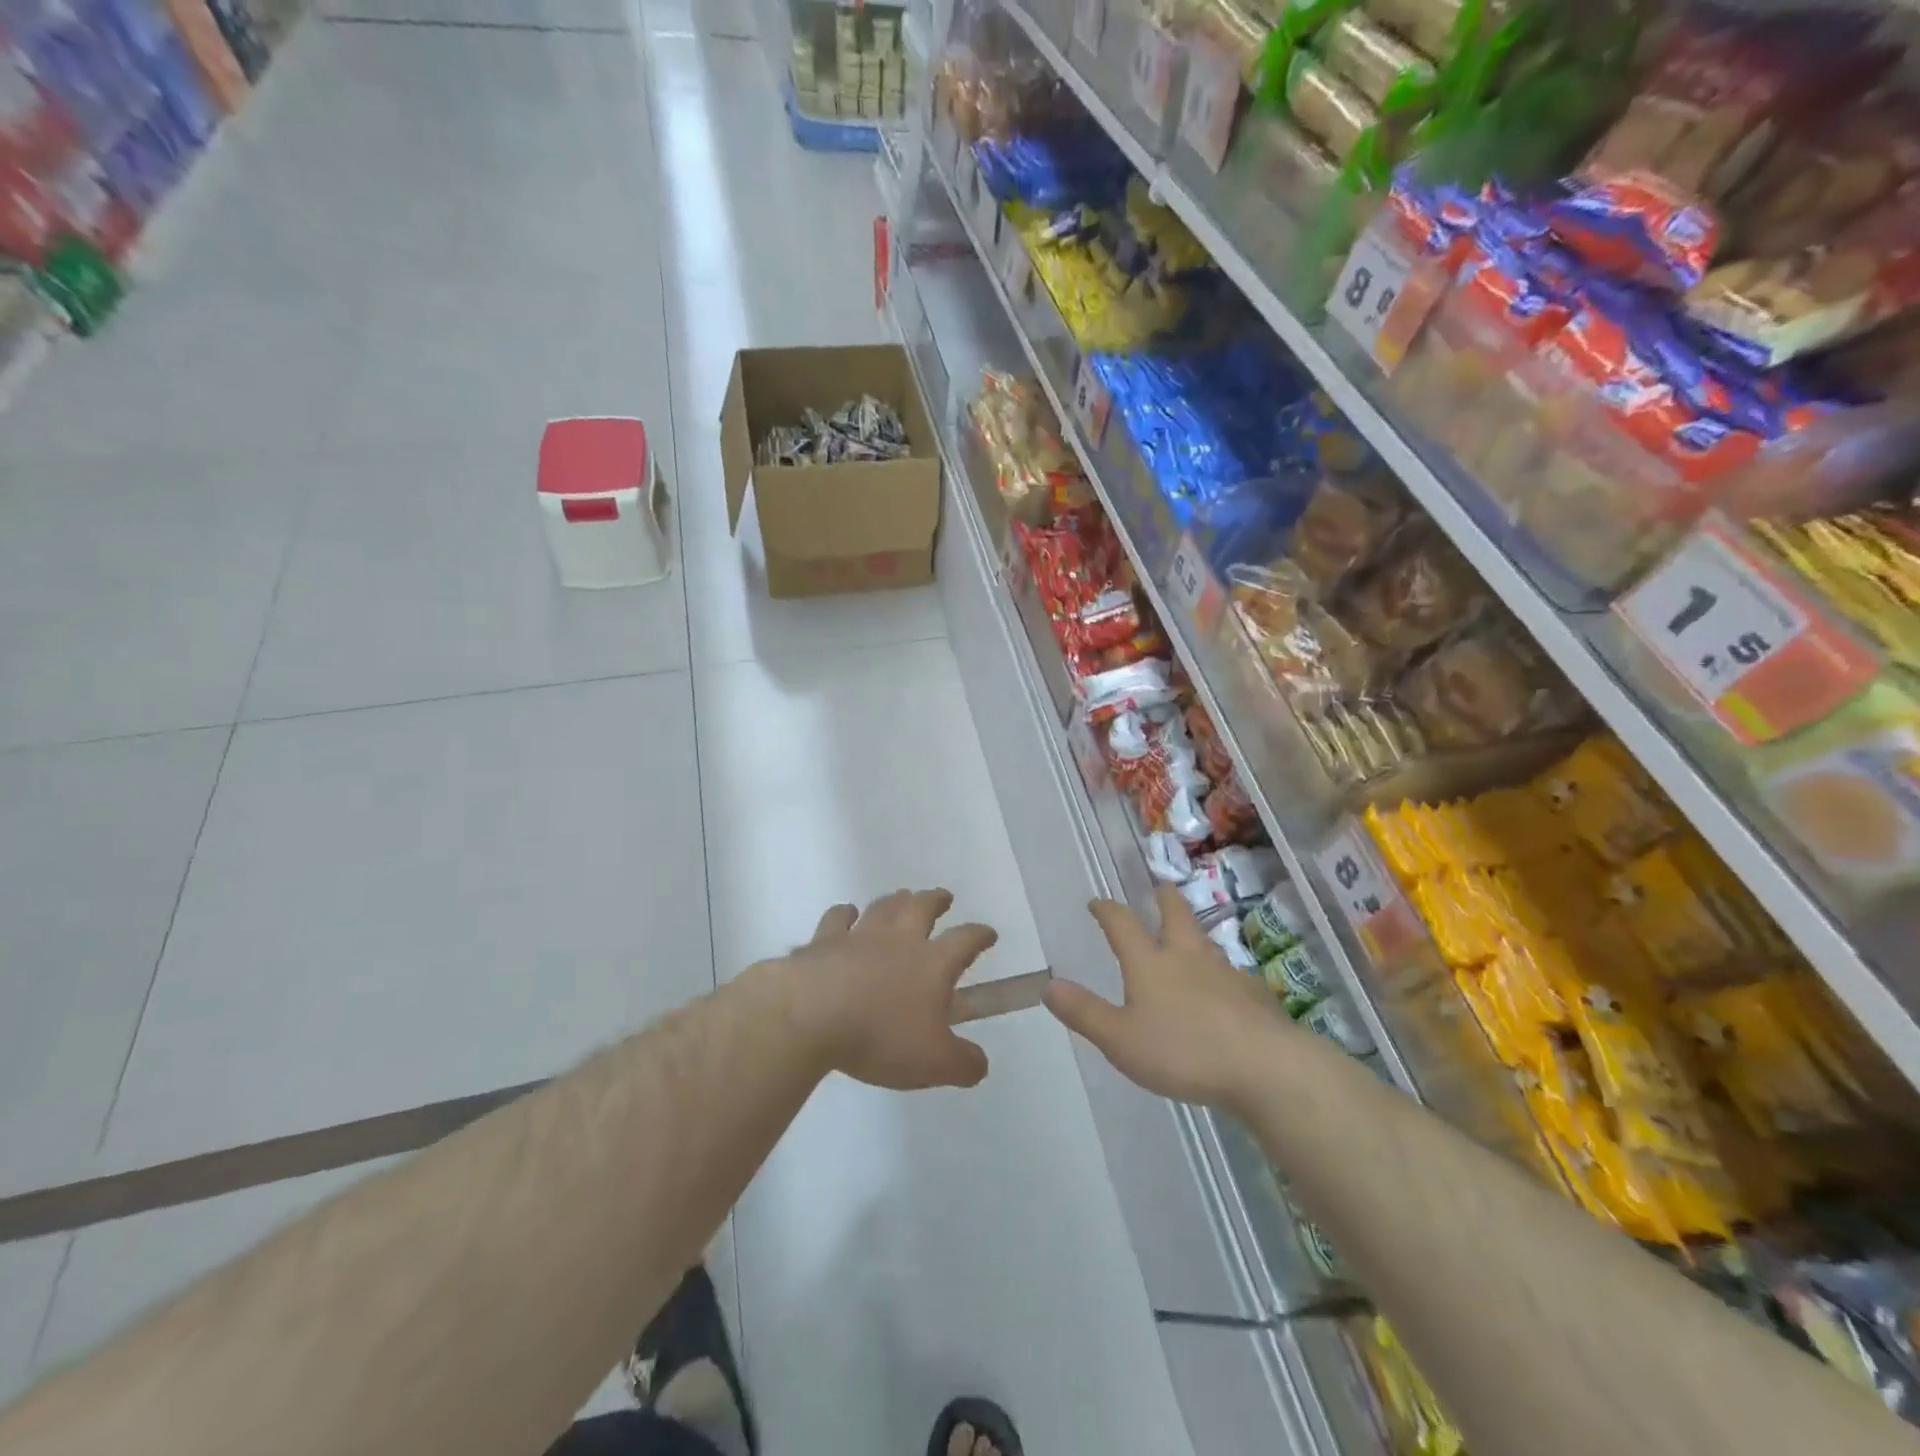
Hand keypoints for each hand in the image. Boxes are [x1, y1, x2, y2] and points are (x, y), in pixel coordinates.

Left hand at [777, 889, 996, 1090]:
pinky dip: (845, 913)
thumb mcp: (933, 1063)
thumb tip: (980, 1063)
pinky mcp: (824, 940)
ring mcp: (860, 935)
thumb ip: (963, 1063)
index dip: (980, 935)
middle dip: (936, 900)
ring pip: (884, 907)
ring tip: (902, 896)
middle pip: (922, 908)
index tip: (988, 933)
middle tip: (943, 897)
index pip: (965, 940)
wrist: (812, 1015)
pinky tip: (847, 914)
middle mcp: (900, 940)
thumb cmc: (880, 1036)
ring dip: (896, 900)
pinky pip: (838, 918)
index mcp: (932, 963)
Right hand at [1045, 885, 1290, 1107]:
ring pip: (1206, 942)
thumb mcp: (1121, 1039)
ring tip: (1189, 934)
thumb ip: (1085, 1013)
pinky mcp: (1254, 996)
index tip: (1097, 902)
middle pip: (1176, 916)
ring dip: (1194, 932)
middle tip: (1160, 887)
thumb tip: (1048, 985)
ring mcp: (1226, 973)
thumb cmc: (1184, 1051)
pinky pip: (1232, 974)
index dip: (1108, 910)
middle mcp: (1188, 957)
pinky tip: (1224, 988)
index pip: (1123, 925)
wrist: (1265, 1067)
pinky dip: (1221, 972)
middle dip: (1164, 900)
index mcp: (1151, 964)